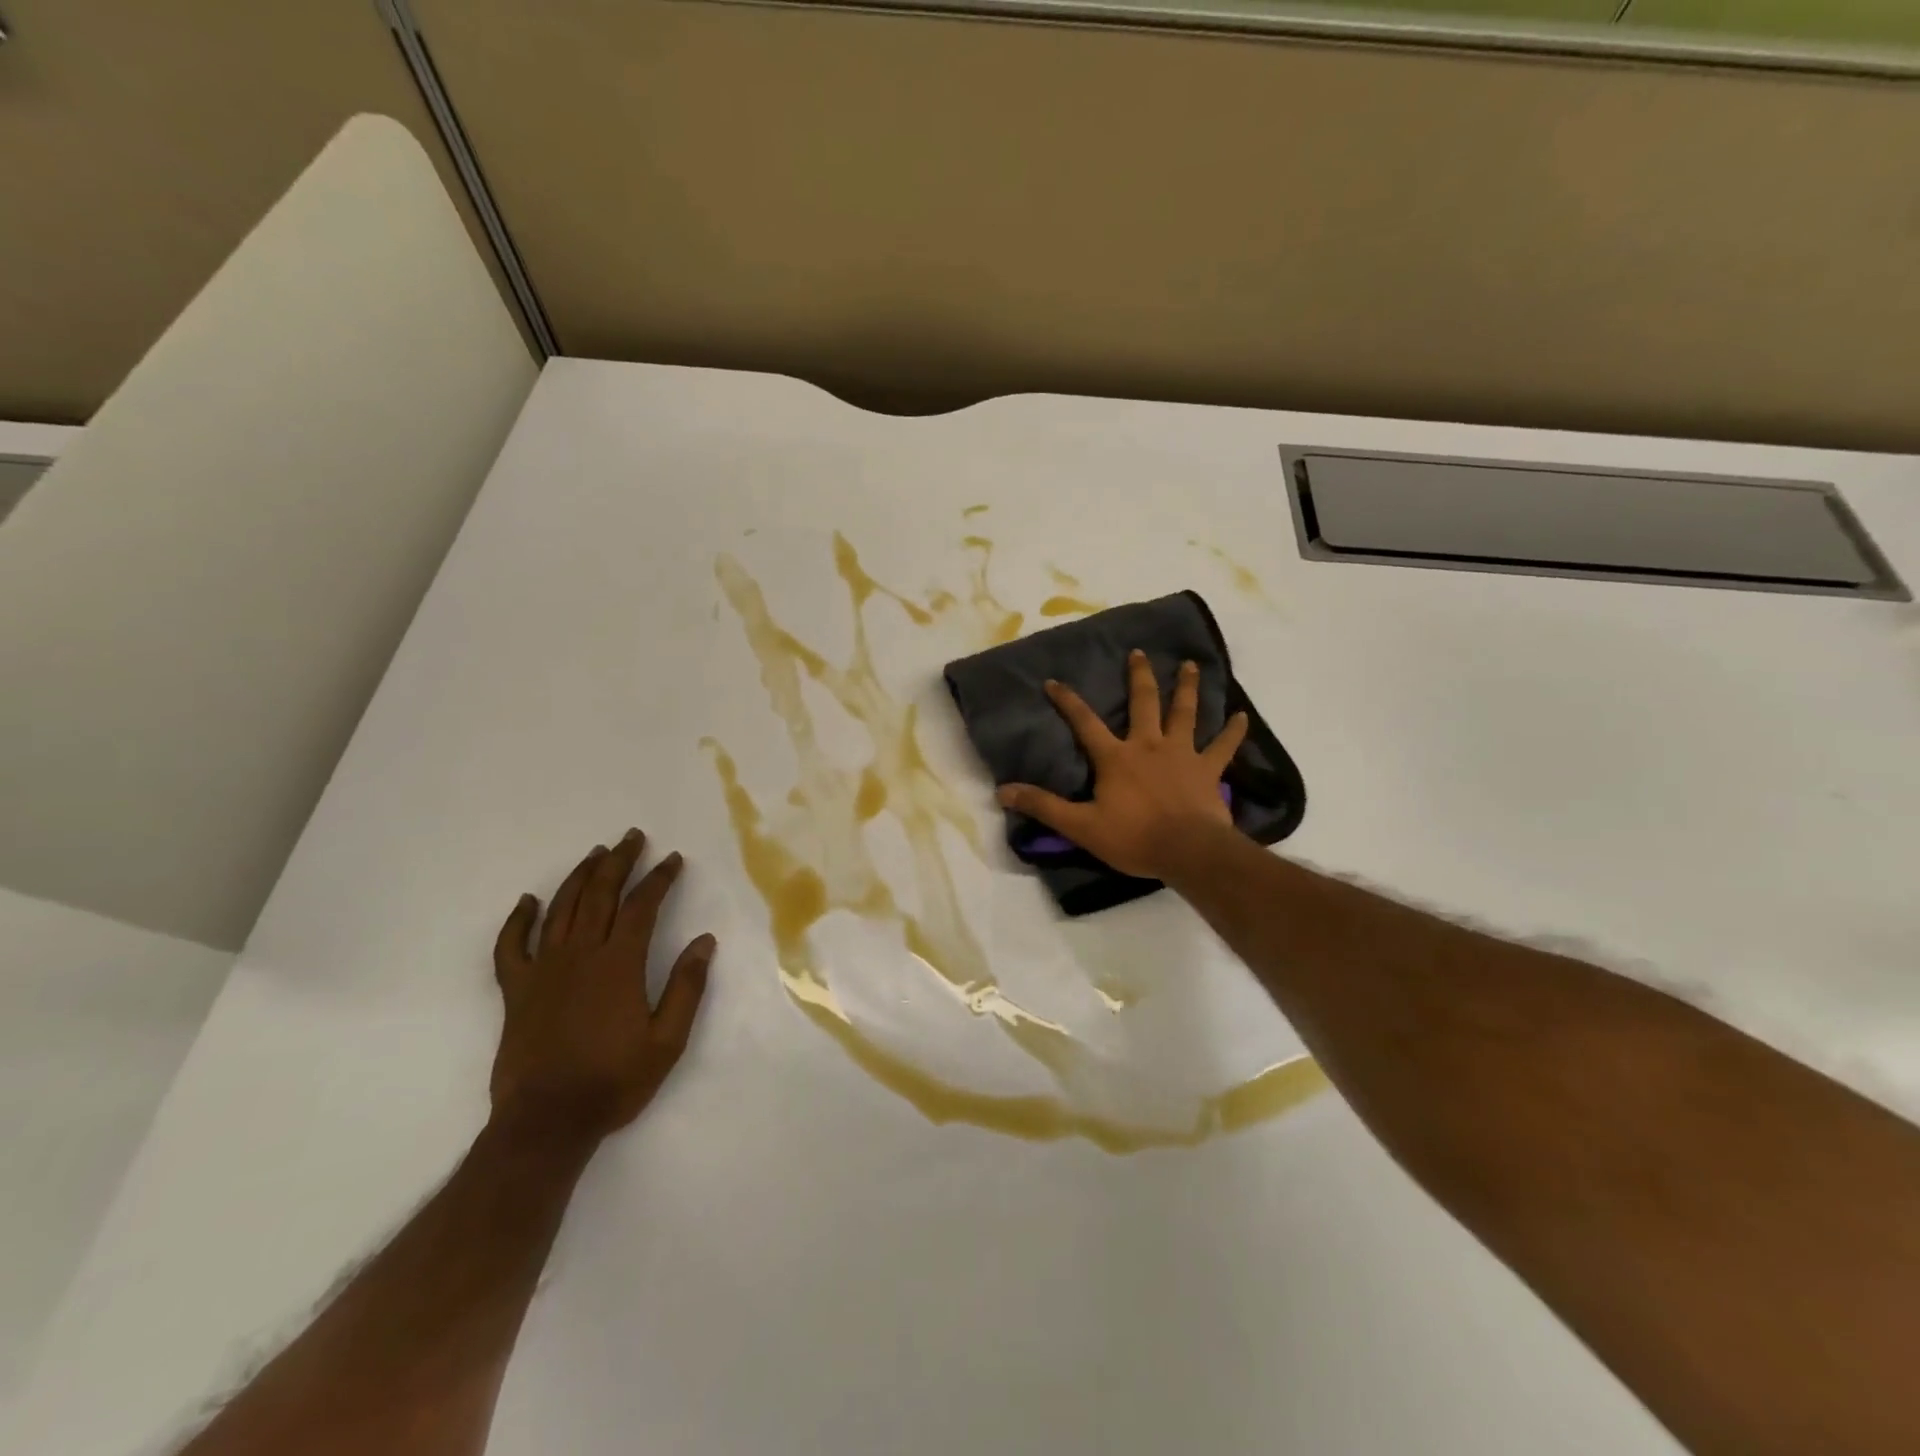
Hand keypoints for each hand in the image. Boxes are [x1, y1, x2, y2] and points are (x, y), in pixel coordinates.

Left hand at [490, 829, 714, 1139]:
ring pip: (560, 910)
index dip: (658, 879)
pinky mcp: (516, 991)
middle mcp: (579, 956)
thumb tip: (705, 941)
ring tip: (595, 854)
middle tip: (632, 838)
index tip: (673, 860)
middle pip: (599, 896)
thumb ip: (686, 987)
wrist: (547, 1122)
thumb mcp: (667, 1040)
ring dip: (579, 877)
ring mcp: (543, 971)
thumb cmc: (614, 1081)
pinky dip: (518, 920)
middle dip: (618, 862)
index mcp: (618, 965)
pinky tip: (528, 901)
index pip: (641, 907)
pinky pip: (511, 946)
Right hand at [997, 649, 1247, 881]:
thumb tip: (1003, 791)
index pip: (1085, 723)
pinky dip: (1233, 732)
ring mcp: (1182, 754)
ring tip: (1191, 666)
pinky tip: (1243, 717)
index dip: (1067, 701)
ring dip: (1187, 689)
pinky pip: (1224, 747)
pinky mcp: (1208, 770)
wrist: (1187, 851)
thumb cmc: (1133, 837)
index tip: (1054, 681)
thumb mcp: (1080, 825)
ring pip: (1185, 713)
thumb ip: (1043, 806)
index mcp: (1116, 757)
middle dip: (1139, 676)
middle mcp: (1149, 745)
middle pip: (1144, 703)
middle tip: (1140, 653)